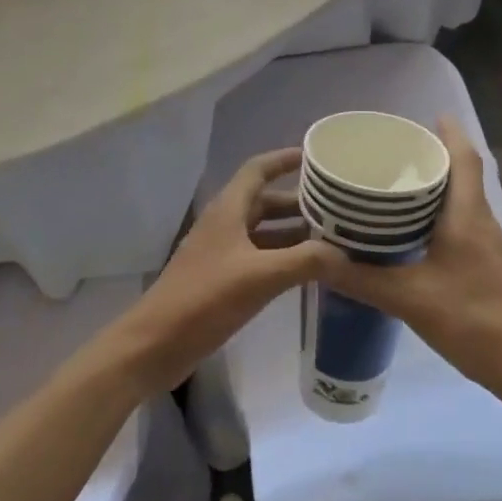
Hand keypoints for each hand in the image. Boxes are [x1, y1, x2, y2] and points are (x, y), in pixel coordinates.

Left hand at [114, 148, 334, 394]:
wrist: (155, 344)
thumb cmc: (204, 299)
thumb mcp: (260, 277)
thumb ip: (305, 261)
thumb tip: (345, 254)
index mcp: (228, 209)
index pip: (258, 169)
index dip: (285, 159)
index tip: (316, 156)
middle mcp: (225, 224)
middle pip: (265, 201)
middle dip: (299, 201)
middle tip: (337, 206)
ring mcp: (221, 253)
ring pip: (263, 231)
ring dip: (293, 232)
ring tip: (332, 237)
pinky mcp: (221, 279)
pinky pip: (258, 257)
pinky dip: (282, 257)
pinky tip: (306, 270)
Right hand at [314, 118, 501, 394]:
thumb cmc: (474, 320)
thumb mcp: (409, 299)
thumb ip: (361, 279)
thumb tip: (315, 258)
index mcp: (467, 215)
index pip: (464, 158)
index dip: (449, 133)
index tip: (427, 116)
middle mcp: (481, 222)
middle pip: (461, 175)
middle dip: (432, 158)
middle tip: (392, 153)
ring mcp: (488, 246)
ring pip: (460, 203)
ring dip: (434, 189)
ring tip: (393, 188)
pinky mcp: (487, 268)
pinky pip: (460, 226)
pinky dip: (436, 218)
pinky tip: (410, 236)